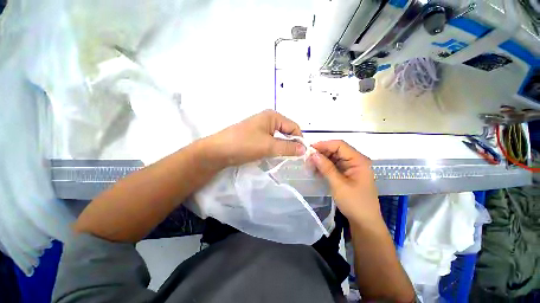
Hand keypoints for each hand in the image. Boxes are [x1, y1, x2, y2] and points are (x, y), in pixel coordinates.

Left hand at [207, 110, 305, 166]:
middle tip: (293, 158)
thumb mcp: (269, 146)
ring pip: (279, 138)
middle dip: (291, 144)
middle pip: (287, 132)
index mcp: (273, 116)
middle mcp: (268, 119)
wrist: (218, 151)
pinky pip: (270, 142)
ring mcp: (261, 128)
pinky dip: (274, 149)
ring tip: (283, 158)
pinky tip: (273, 156)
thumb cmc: (244, 144)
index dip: (299, 140)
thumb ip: (288, 147)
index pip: (294, 127)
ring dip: (282, 148)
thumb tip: (304, 149)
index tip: (302, 154)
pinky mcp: (256, 136)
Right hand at [308, 140, 381, 224]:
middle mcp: (355, 160)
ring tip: (310, 165)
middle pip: (336, 150)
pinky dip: (324, 167)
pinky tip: (316, 171)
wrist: (364, 221)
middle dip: (321, 153)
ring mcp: (351, 167)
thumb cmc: (355, 203)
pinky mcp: (346, 173)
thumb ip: (326, 167)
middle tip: (307, 159)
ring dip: (321, 160)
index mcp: (358, 160)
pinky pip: (333, 165)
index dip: (324, 144)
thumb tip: (313, 154)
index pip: (340, 145)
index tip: (309, 148)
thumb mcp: (339, 184)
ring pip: (333, 158)